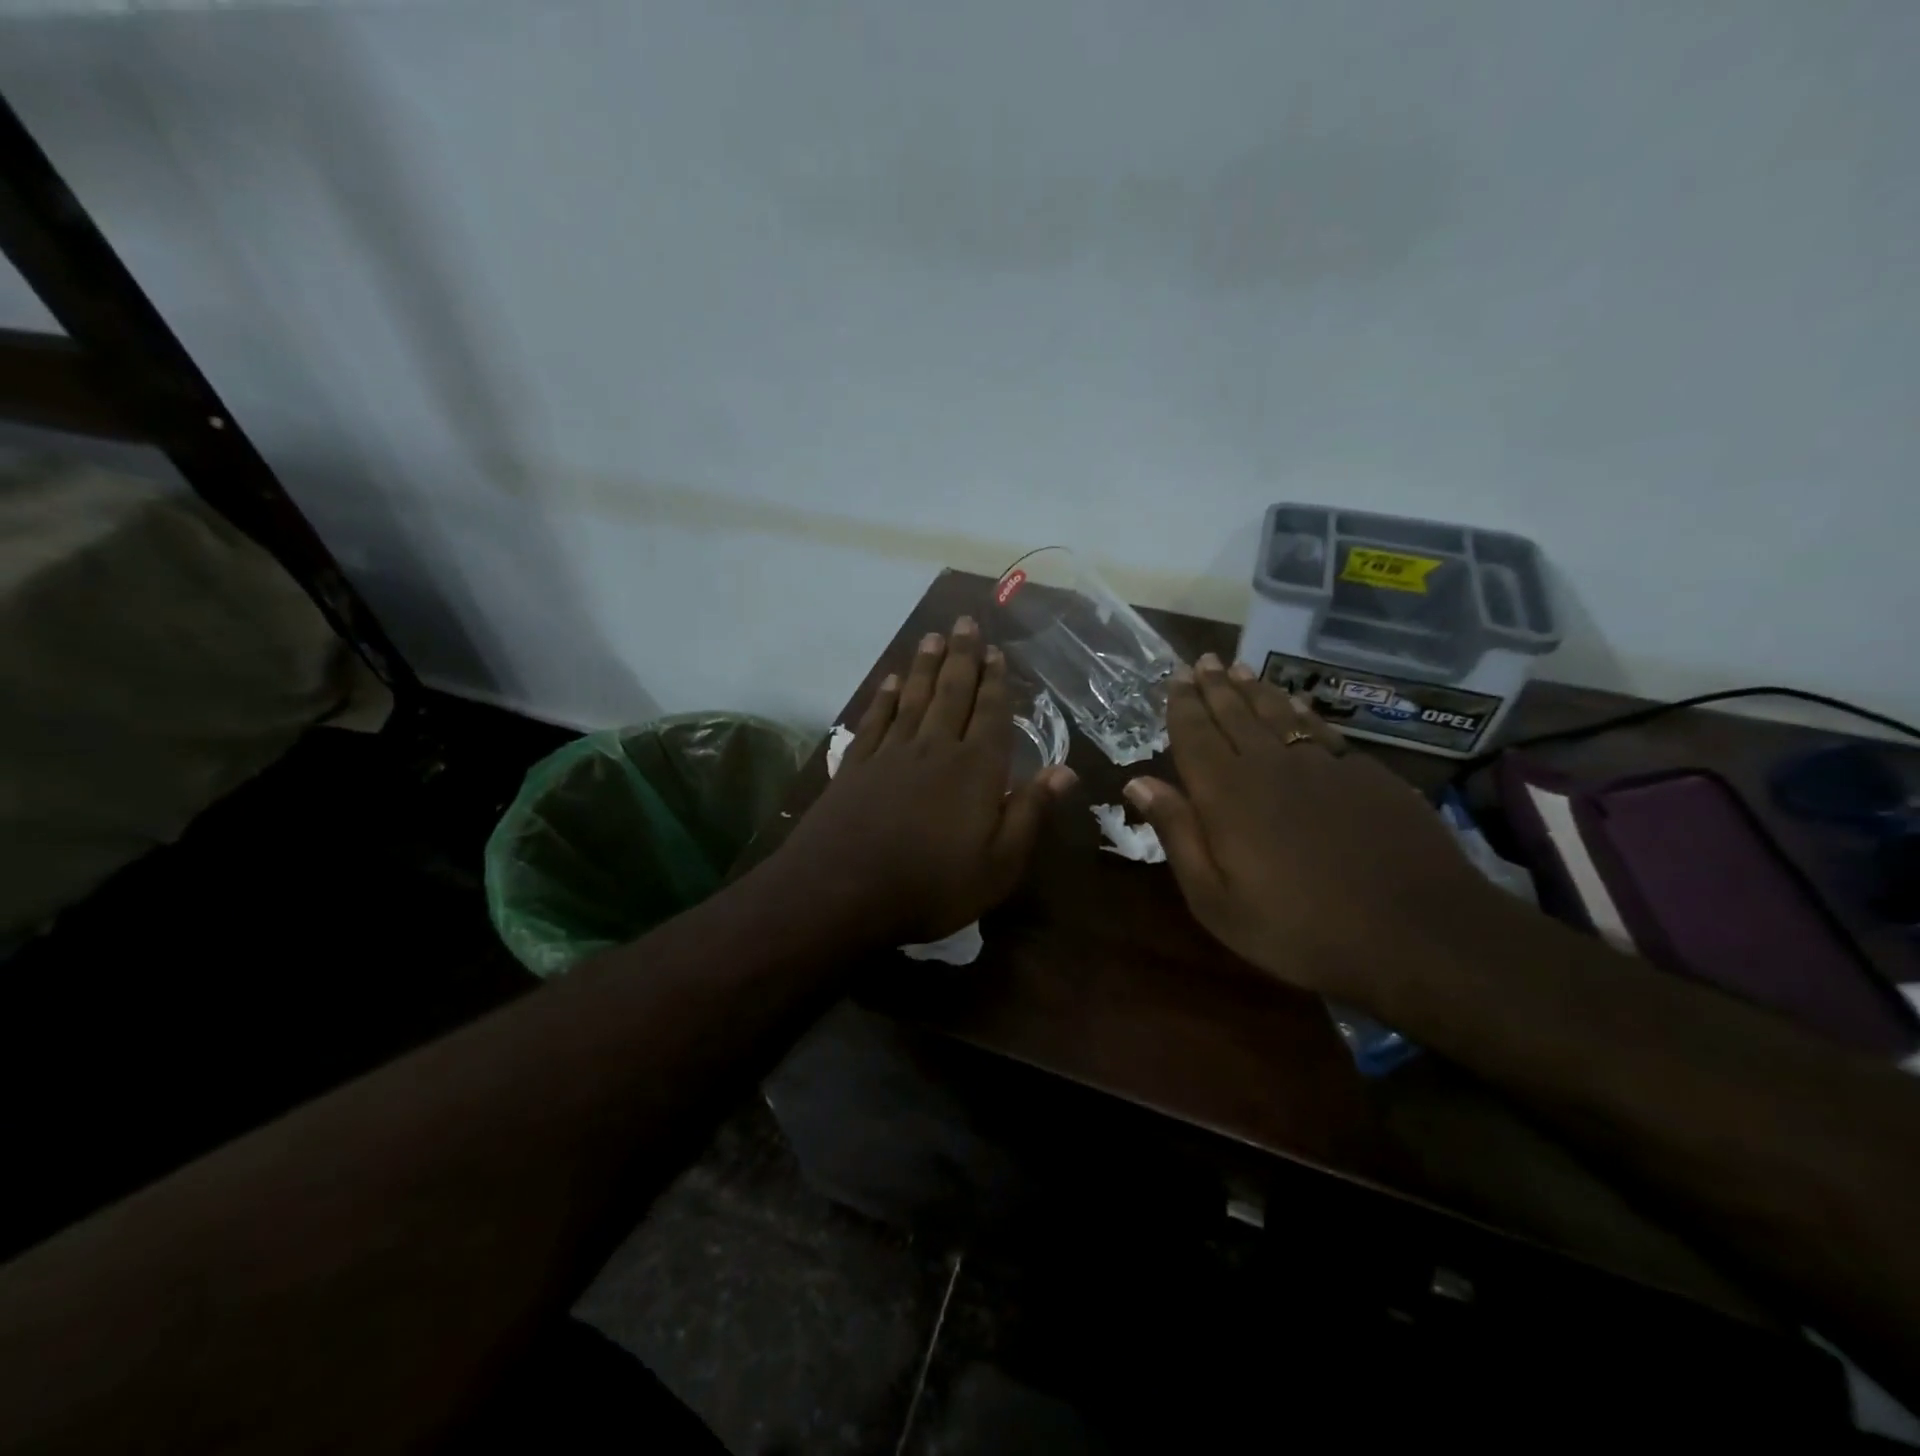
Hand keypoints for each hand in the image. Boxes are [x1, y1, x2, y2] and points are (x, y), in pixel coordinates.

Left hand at [779, 616, 1077, 943]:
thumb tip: (1065, 770)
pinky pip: (875, 720)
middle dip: (962, 656)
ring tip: (933, 637)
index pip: (991, 714)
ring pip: (913, 697)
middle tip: (966, 621)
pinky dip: (883, 697)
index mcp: (975, 769)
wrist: (843, 891)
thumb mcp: (999, 864)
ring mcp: (891, 753)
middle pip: (952, 692)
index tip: (997, 652)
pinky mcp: (856, 765)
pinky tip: (888, 681)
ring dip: (925, 665)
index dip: (996, 681)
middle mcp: (935, 748)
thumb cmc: (933, 885)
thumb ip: (1030, 812)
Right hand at [1123, 654, 1495, 998]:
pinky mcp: (1366, 773)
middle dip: (1214, 686)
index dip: (1182, 705)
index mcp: (1227, 793)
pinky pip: (1320, 729)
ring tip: (1238, 669)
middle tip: (1202, 662)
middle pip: (1234, 714)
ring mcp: (1323, 764)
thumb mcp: (1216, 899)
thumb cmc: (1299, 928)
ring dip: (1254, 689)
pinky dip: (1299, 711)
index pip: (1194, 735)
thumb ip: (1178, 834)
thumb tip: (1138, 783)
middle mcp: (1270, 765)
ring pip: (1278, 713)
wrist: (1416, 932)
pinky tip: (1295, 705)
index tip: (1174, 677)